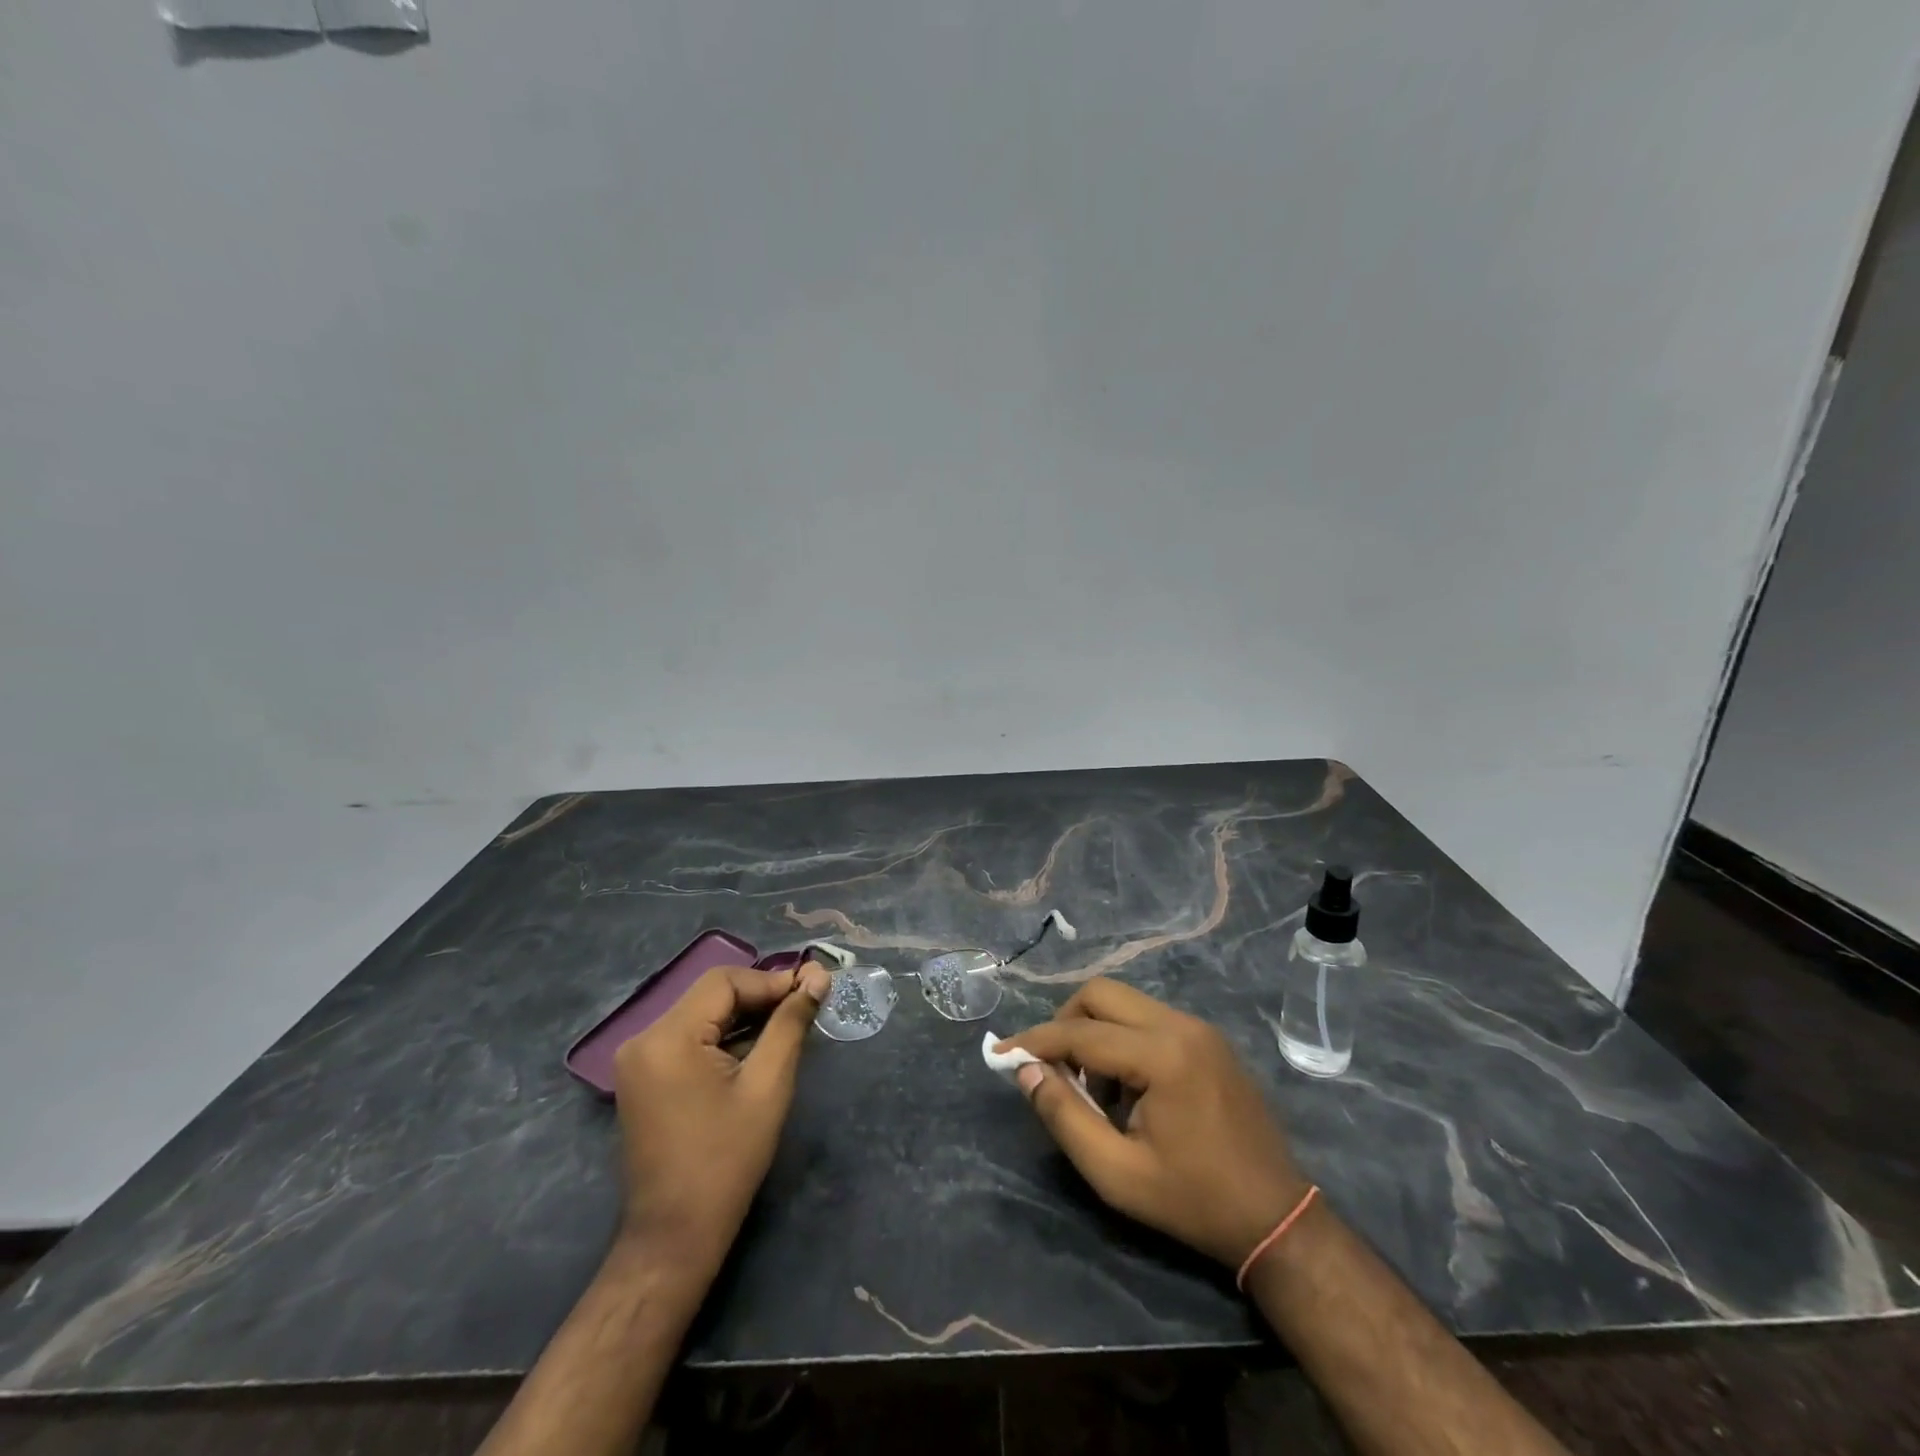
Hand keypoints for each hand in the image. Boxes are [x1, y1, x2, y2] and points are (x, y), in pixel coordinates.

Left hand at [611, 961, 830, 1276]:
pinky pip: (689, 1037)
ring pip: (701, 1013)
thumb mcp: (768, 1085)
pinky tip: (755, 1049)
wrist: (674, 1236)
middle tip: (805, 1007)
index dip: (771, 980)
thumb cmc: (727, 1160)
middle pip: (711, 994)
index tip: (812, 991)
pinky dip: (723, 1036)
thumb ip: (790, 1023)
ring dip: (744, 1016)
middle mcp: (643, 1038)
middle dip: (760, 996)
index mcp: (667, 1037)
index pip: (725, 981)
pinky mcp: (643, 1077)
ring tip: (788, 1026)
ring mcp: (638, 1059)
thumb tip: (818, 977)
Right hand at [997, 977, 1308, 1267]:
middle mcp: (1180, 1025)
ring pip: (1125, 1003)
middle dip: (1064, 1023)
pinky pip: (1148, 1019)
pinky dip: (1123, 1040)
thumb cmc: (1193, 1201)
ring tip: (1094, 1091)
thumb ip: (1064, 1117)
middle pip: (1101, 994)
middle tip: (1050, 1068)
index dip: (1035, 1042)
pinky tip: (1127, 1089)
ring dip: (1095, 1033)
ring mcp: (1199, 1027)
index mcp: (1162, 1055)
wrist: (1277, 1217)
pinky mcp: (1208, 1038)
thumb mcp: (1117, 1174)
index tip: (1001, 1054)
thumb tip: (1025, 1071)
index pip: (1080, 1033)